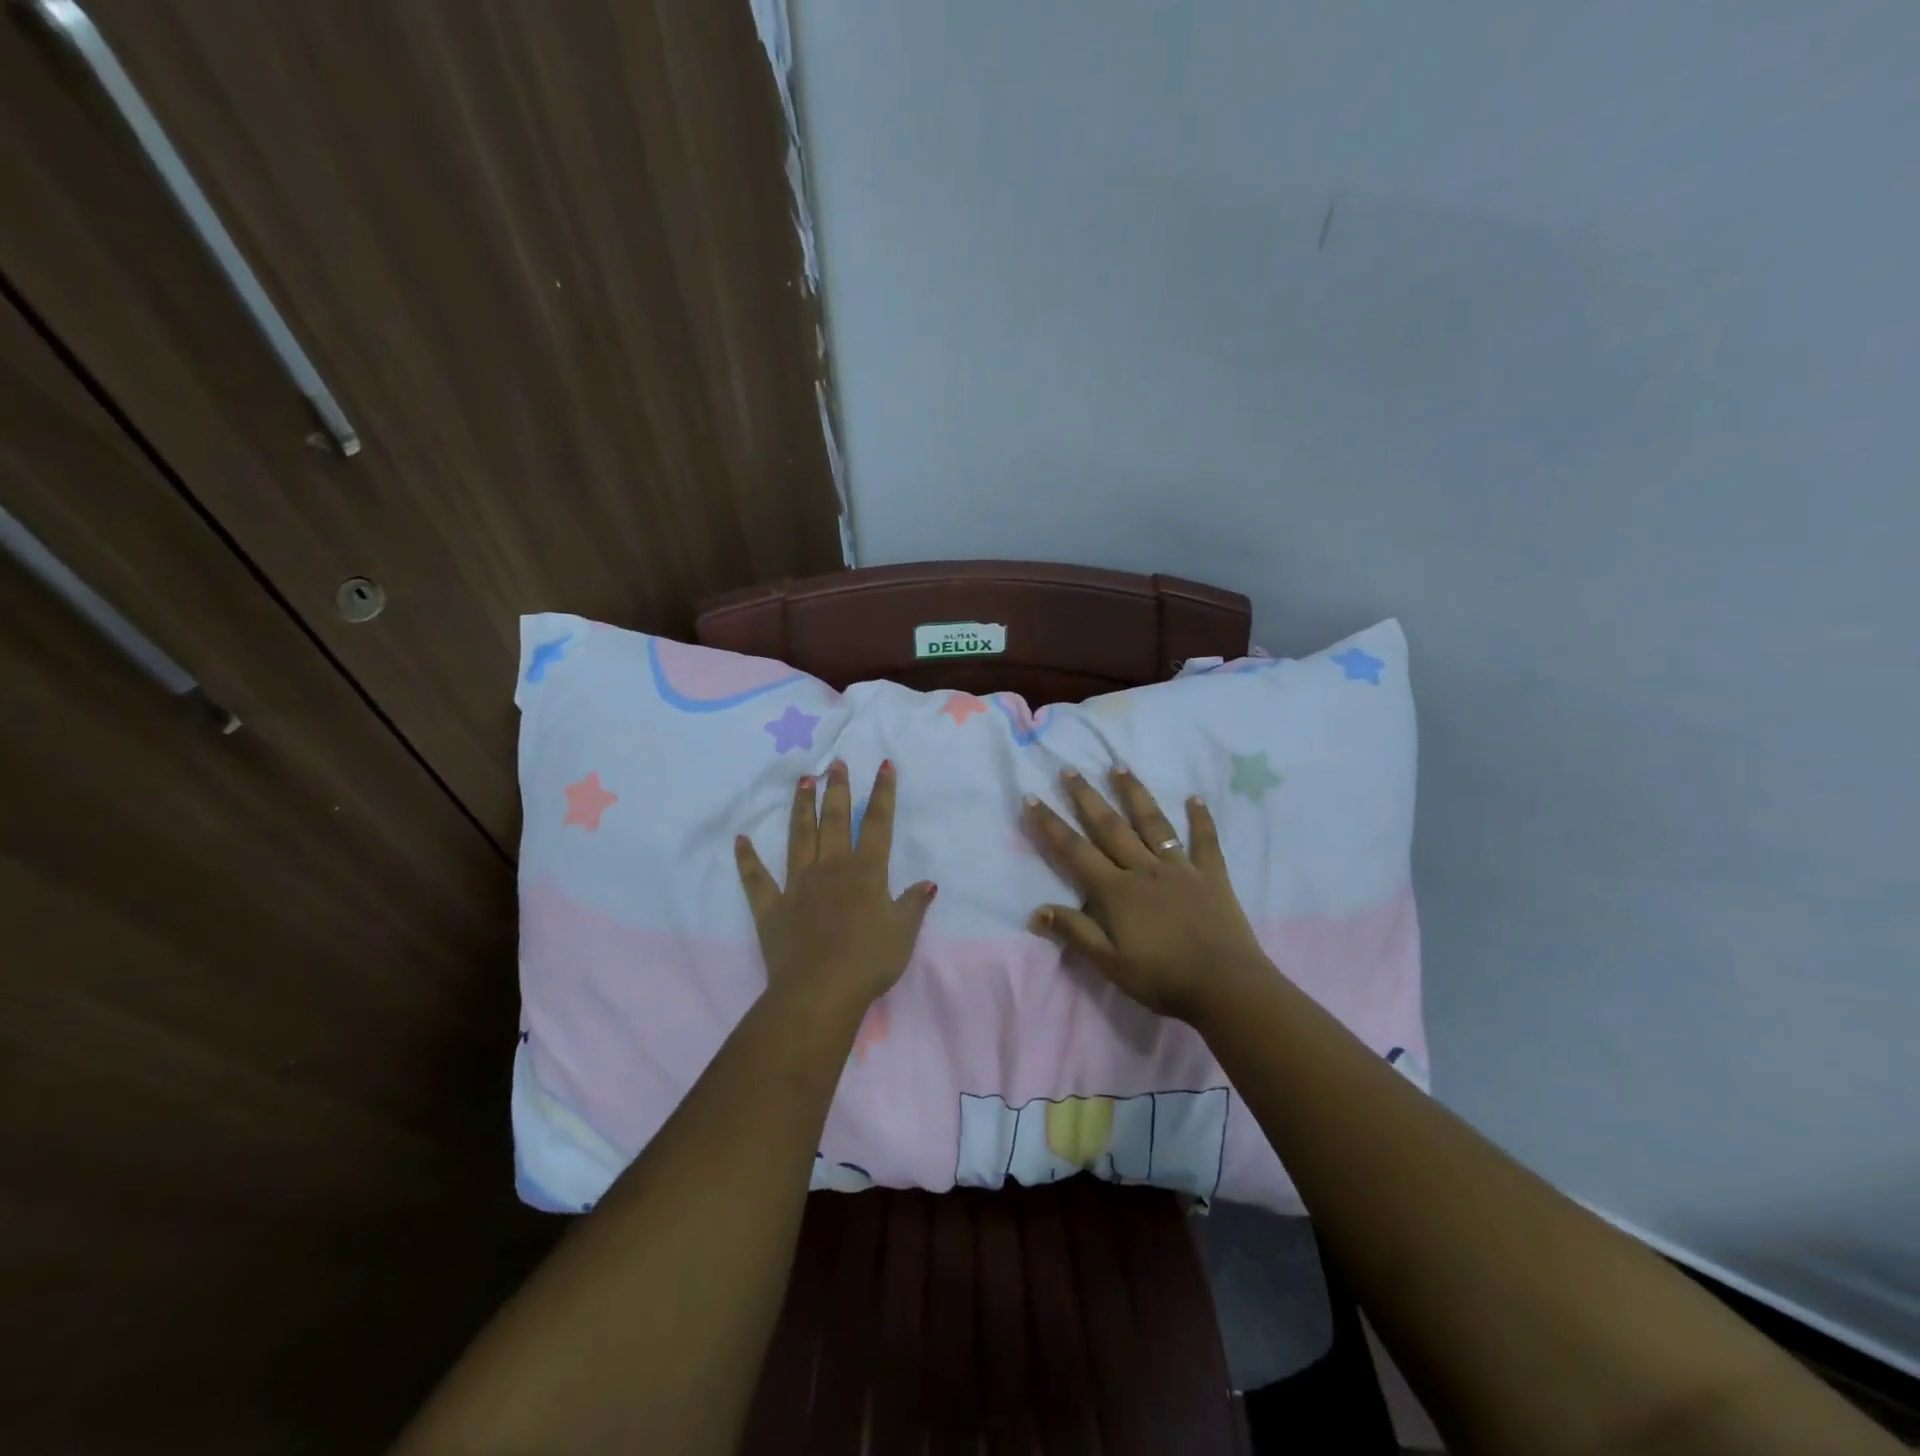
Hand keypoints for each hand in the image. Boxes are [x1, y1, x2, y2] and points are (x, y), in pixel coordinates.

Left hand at [735, 759, 936, 1014]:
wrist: (821, 991)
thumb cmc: (869, 961)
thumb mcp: (903, 933)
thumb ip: (913, 904)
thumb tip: (928, 882)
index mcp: (866, 872)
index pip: (878, 824)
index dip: (882, 793)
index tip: (884, 765)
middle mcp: (831, 868)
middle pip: (835, 820)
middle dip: (837, 789)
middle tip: (835, 763)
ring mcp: (798, 885)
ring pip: (799, 837)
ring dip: (801, 808)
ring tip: (802, 781)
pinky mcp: (771, 907)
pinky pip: (757, 879)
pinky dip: (747, 859)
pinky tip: (741, 839)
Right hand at [1023, 767, 1270, 1022]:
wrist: (1225, 986)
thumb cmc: (1162, 978)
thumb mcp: (1109, 963)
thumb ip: (1075, 932)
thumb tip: (1036, 910)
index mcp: (1116, 891)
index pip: (1074, 851)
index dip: (1050, 825)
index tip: (1032, 798)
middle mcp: (1144, 869)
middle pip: (1110, 827)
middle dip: (1086, 797)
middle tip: (1070, 770)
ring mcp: (1180, 868)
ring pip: (1152, 823)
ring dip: (1134, 794)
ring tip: (1119, 767)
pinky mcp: (1211, 875)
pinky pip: (1205, 841)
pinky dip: (1201, 818)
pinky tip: (1195, 797)